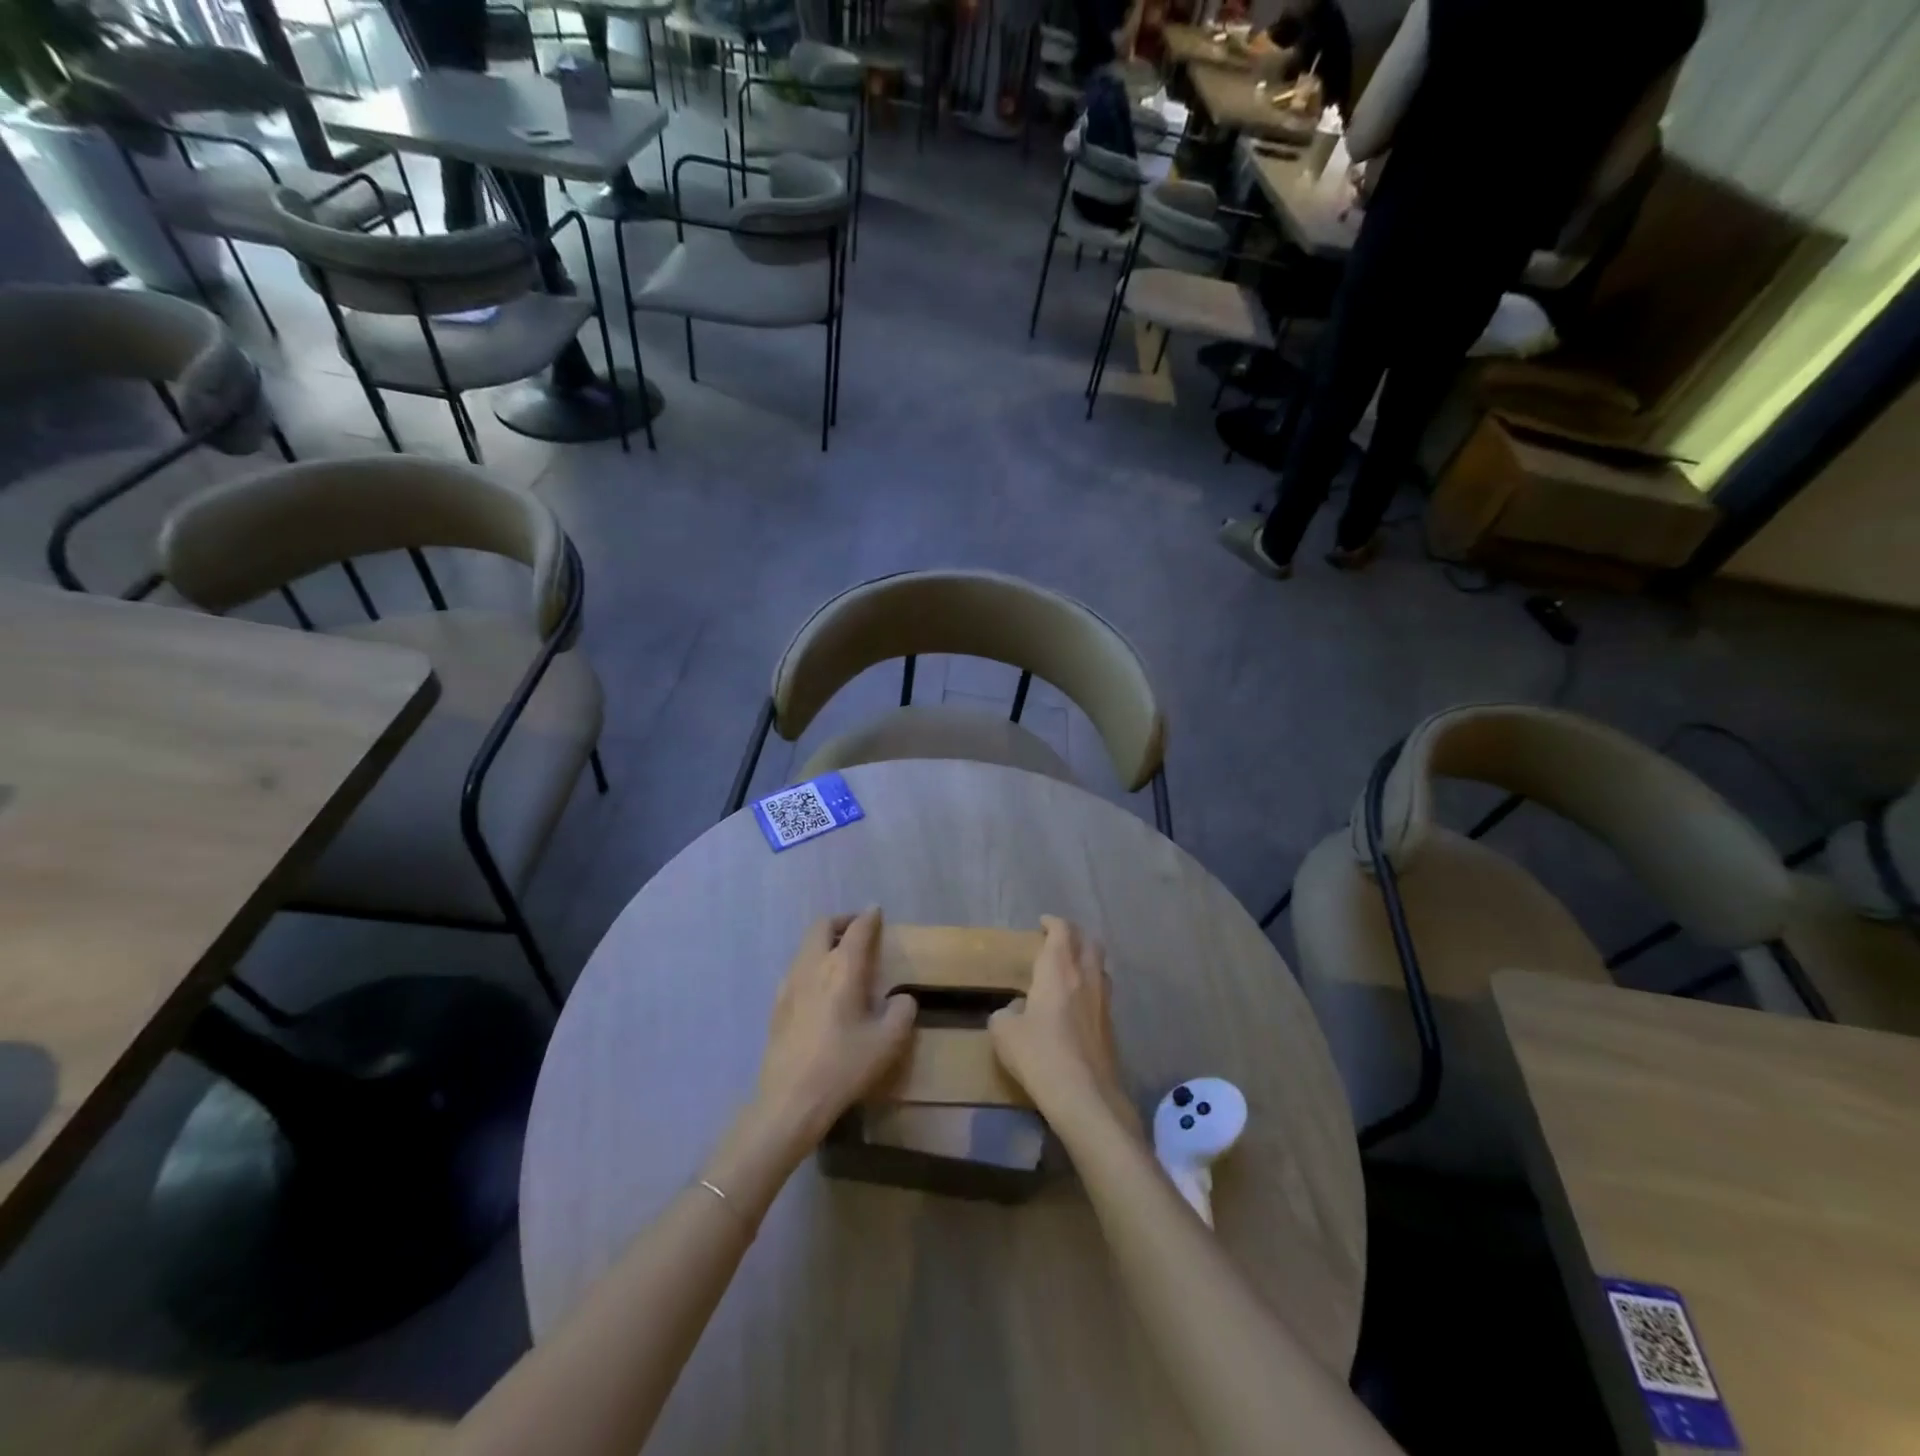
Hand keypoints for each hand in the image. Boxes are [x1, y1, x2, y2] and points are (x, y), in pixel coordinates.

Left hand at [754, 908, 916, 1146]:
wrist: (790, 1101)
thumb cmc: (844, 1067)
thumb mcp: (888, 1043)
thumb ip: (902, 1012)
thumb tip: (901, 998)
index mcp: (843, 968)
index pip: (857, 929)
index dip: (869, 917)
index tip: (877, 912)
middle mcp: (813, 966)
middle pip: (822, 926)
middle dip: (842, 922)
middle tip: (858, 932)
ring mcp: (789, 984)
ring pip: (805, 946)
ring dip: (824, 942)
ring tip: (842, 960)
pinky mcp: (776, 1005)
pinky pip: (796, 969)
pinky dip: (811, 964)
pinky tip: (820, 989)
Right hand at [990, 917, 1139, 1137]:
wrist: (1085, 1097)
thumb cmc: (1040, 1056)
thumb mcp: (1004, 1033)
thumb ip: (1006, 1013)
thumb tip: (1016, 1009)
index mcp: (1058, 970)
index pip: (1062, 931)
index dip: (1053, 923)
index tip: (1042, 923)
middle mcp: (1086, 977)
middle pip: (1089, 942)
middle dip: (1074, 935)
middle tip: (1057, 941)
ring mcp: (1103, 1001)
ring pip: (1100, 966)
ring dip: (1087, 959)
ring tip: (1070, 969)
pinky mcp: (1112, 1025)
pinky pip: (1103, 992)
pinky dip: (1091, 986)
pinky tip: (1078, 1003)